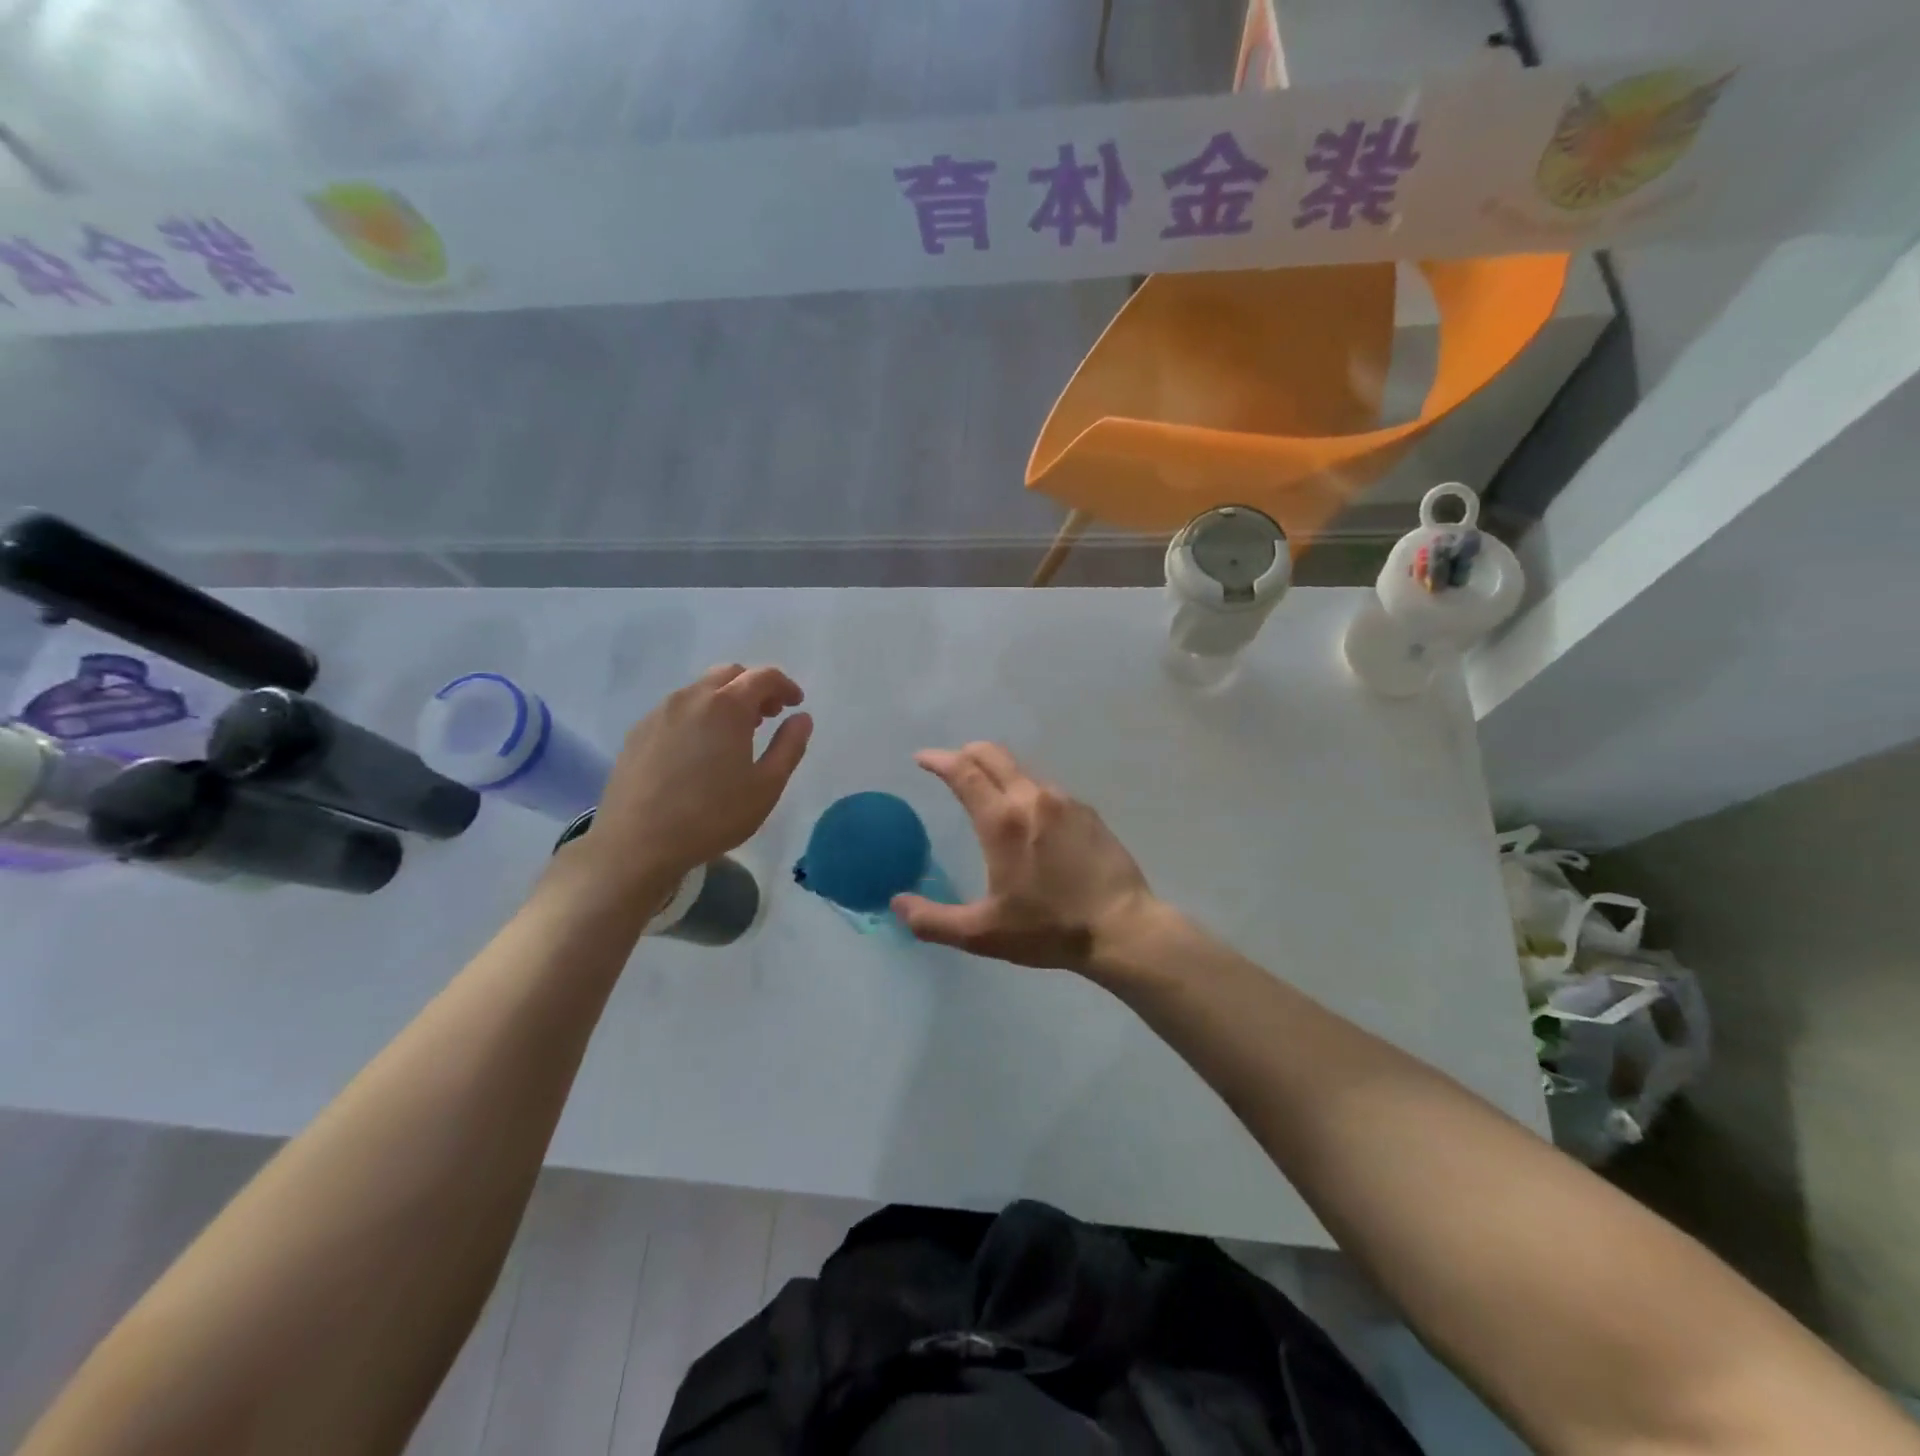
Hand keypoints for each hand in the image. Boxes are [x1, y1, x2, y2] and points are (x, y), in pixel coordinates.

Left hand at [574, 664, 812, 890]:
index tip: (795, 704)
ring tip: (734, 735)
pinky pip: (676, 710)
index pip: (763, 676)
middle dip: (754, 687)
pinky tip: (699, 750)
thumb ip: (789, 746)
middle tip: (768, 716)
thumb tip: (801, 718)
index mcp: (726, 706)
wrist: (637, 843)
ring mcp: (659, 713)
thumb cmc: (712, 815)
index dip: (785, 685)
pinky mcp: (638, 732)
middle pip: (729, 675)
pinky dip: (698, 715)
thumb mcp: (766, 786)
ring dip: (724, 700)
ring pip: (699, 690)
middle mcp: (691, 698)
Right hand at [892, 742, 1157, 972]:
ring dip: (997, 771)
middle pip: (992, 754)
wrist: (1122, 928)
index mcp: (1003, 821)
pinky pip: (1046, 788)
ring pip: (1021, 769)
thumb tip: (896, 903)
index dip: (938, 759)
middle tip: (950, 766)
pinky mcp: (1087, 812)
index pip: (963, 771)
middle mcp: (1033, 798)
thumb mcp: (982, 934)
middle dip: (965, 753)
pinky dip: (1025, 789)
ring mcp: (1065, 801)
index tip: (922, 758)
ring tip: (987, 793)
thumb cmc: (1048, 929)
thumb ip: (932, 920)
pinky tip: (1029, 818)